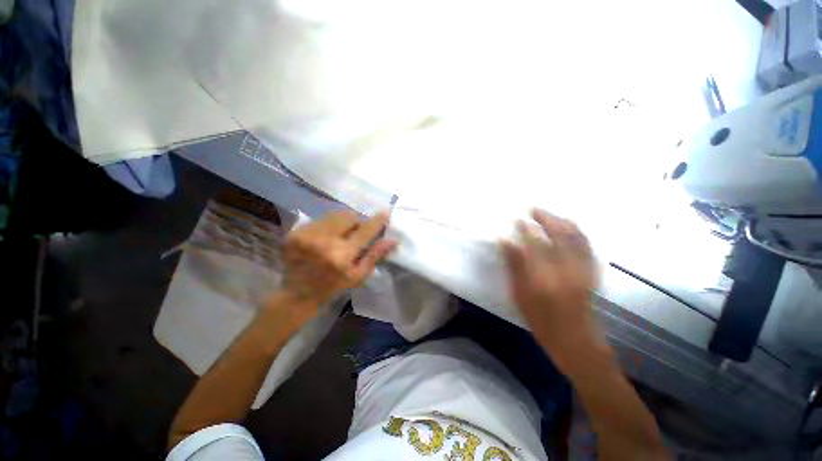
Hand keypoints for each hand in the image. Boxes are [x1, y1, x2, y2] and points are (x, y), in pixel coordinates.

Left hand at [279, 210, 396, 313]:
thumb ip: (375, 255)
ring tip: (339, 235)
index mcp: (341, 255)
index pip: (365, 230)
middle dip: (356, 221)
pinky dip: (327, 226)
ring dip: (341, 222)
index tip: (385, 212)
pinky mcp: (294, 233)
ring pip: (333, 215)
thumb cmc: (332, 287)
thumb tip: (393, 240)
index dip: (377, 220)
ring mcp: (306, 235)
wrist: (296, 295)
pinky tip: (324, 239)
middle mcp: (323, 241)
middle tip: (356, 232)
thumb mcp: (358, 275)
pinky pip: (319, 220)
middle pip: (348, 216)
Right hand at [500, 209, 599, 364]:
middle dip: (546, 218)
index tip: (517, 218)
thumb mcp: (520, 295)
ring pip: (576, 236)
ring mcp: (583, 270)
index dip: (526, 228)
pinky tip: (570, 227)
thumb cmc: (542, 320)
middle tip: (533, 209)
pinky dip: (578, 231)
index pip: (535, 243)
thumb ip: (514, 266)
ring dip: (562, 221)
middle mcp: (567, 269)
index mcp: (545, 276)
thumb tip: (505, 242)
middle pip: (559, 234)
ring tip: (550, 214)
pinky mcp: (592, 273)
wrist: (576, 341)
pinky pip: (587, 245)